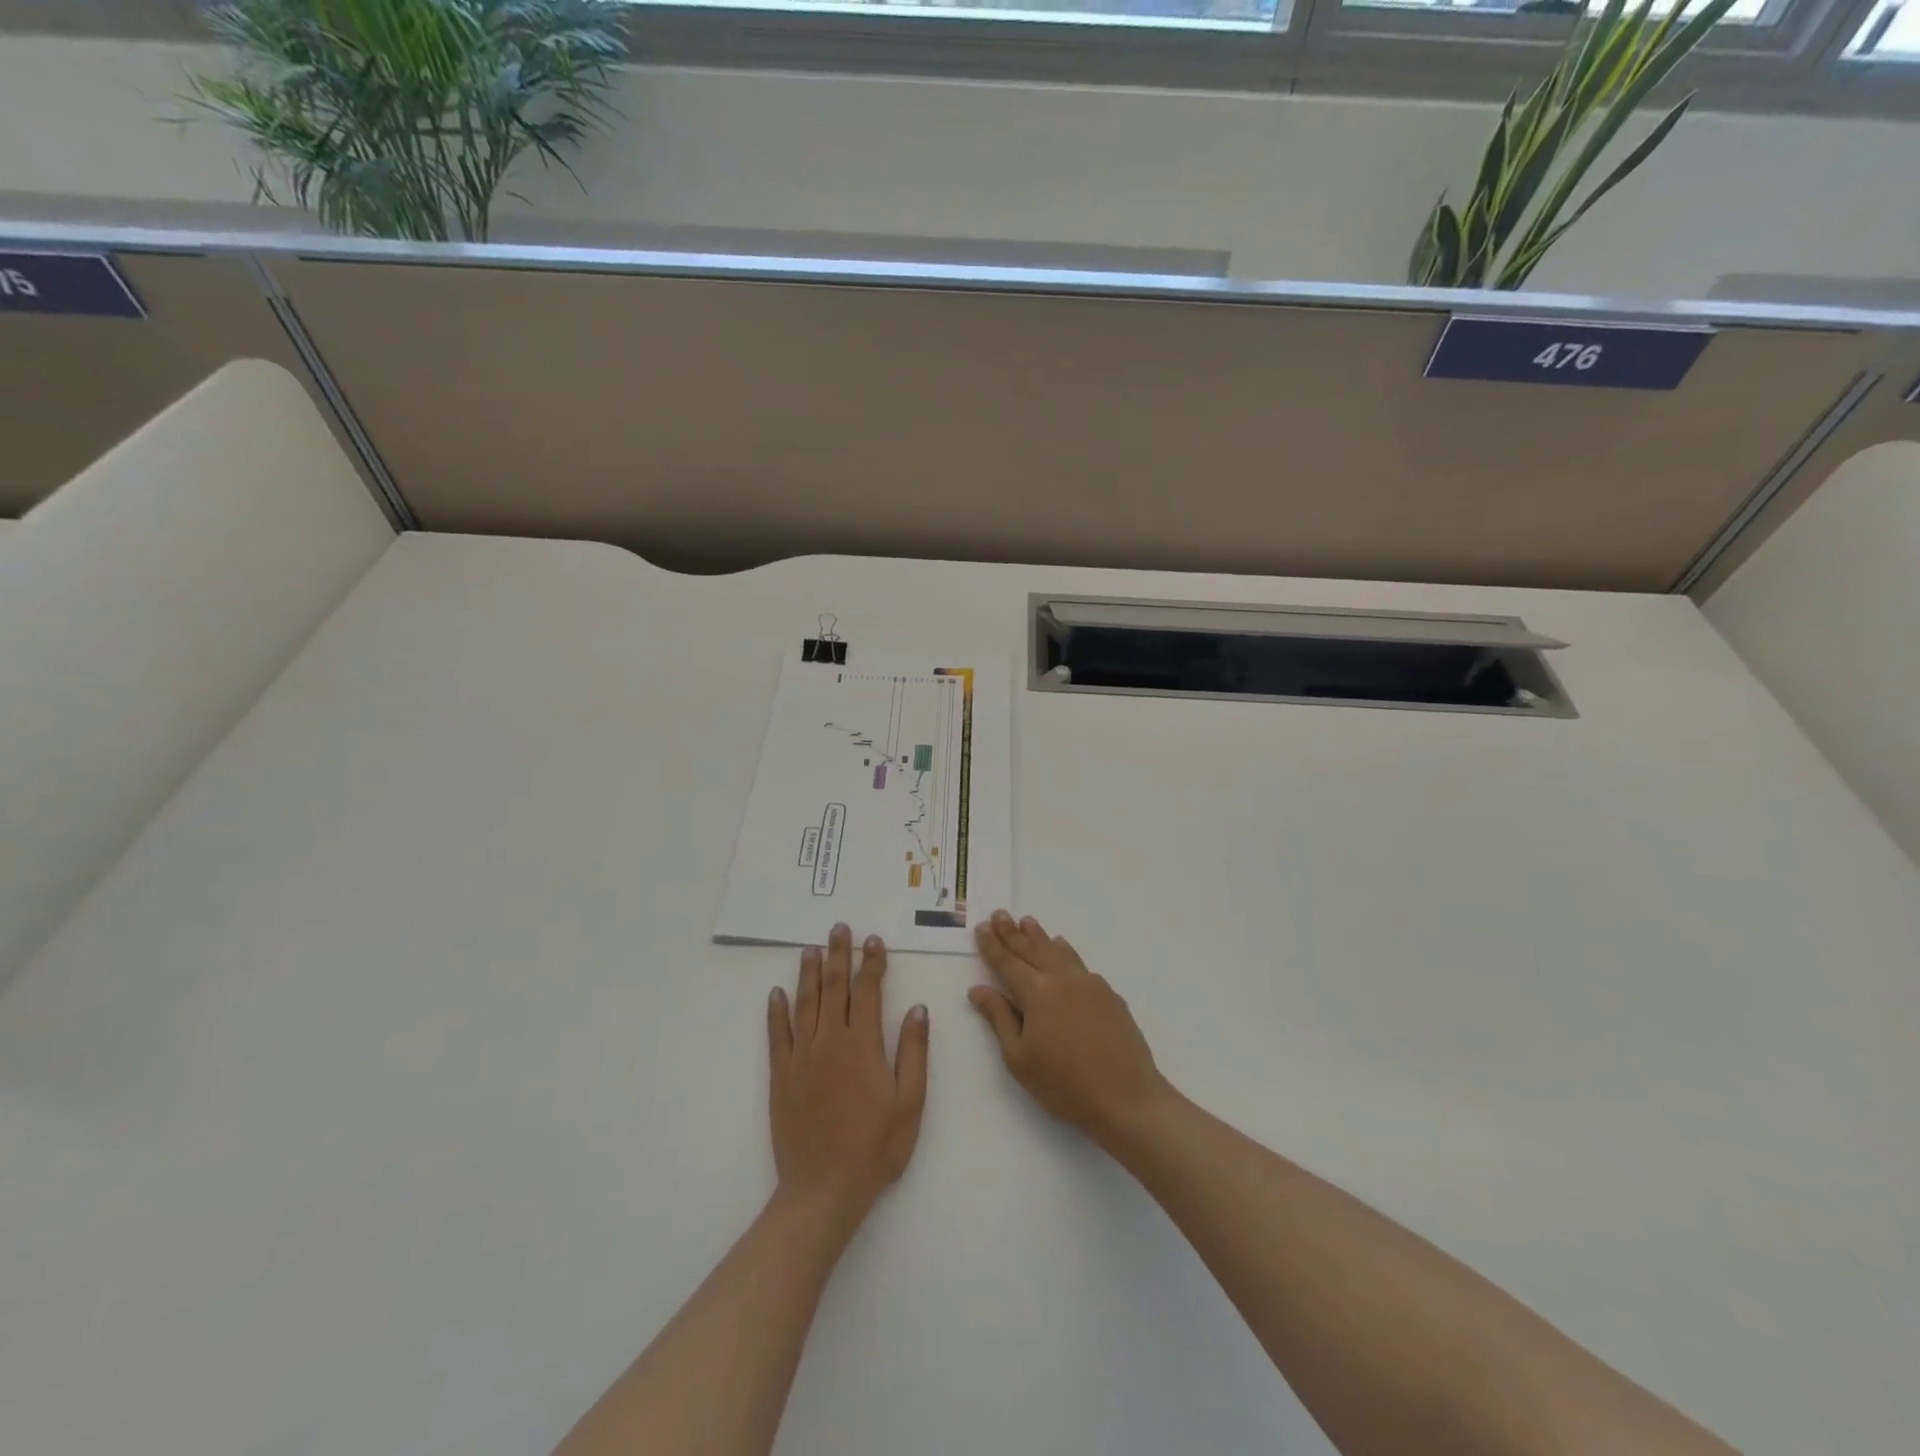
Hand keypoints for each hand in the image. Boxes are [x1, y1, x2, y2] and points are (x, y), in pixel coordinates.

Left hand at [768, 924, 929, 1232]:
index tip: (873, 940)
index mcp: (863, 1045)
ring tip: (811, 948)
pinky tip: (777, 993)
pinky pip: (777, 1035)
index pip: (867, 991)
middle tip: (839, 928)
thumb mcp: (910, 1102)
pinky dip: (777, 1011)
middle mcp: (830, 1042)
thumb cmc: (876, 1148)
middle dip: (838, 954)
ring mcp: (801, 1057)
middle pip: (834, 988)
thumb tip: (917, 1008)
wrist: (824, 1189)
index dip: (871, 963)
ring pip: (804, 1004)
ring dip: (809, 973)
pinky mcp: (781, 1076)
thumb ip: (913, 1051)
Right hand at [970, 910, 1171, 1144]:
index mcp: (1036, 993)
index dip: (992, 945)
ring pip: (1058, 951)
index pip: (1007, 962)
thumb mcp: (1019, 1058)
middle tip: (1000, 914)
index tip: (982, 927)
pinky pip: (1080, 964)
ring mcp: (1089, 984)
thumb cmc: (1064, 1084)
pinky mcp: (1109, 994)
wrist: (1127, 1097)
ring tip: (1028, 922)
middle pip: (1032, 949)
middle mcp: (1062, 979)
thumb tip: (978, 989)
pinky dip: (1065, 952)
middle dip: (1013, 932)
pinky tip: (1063, 949)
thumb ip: (999, 1018)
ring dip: (1040, 936)